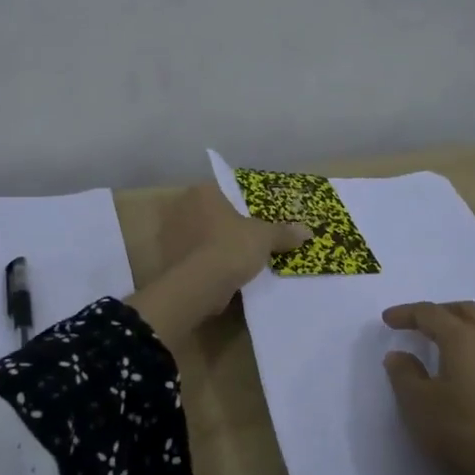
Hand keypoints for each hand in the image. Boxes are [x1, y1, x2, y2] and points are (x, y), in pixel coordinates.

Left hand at [130, 184, 312, 340]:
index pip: (222, 191)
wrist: (200, 284)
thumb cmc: (232, 246)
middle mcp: (181, 207)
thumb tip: (307, 231)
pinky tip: (220, 276)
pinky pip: (191, 258)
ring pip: (198, 237)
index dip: (238, 206)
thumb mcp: (265, 237)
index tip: (251, 220)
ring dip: (211, 246)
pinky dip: (203, 265)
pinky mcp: (168, 260)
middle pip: (208, 214)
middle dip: (223, 226)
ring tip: (234, 261)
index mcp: (202, 192)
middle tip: (244, 240)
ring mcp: (170, 235)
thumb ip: (283, 232)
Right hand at [381, 301, 474, 474]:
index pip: (430, 313)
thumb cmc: (465, 431)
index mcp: (462, 338)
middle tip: (417, 325)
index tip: (387, 320)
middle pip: (463, 310)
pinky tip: (470, 372)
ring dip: (461, 327)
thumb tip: (399, 355)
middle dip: (438, 312)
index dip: (406, 313)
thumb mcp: (419, 406)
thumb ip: (404, 375)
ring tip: (443, 346)